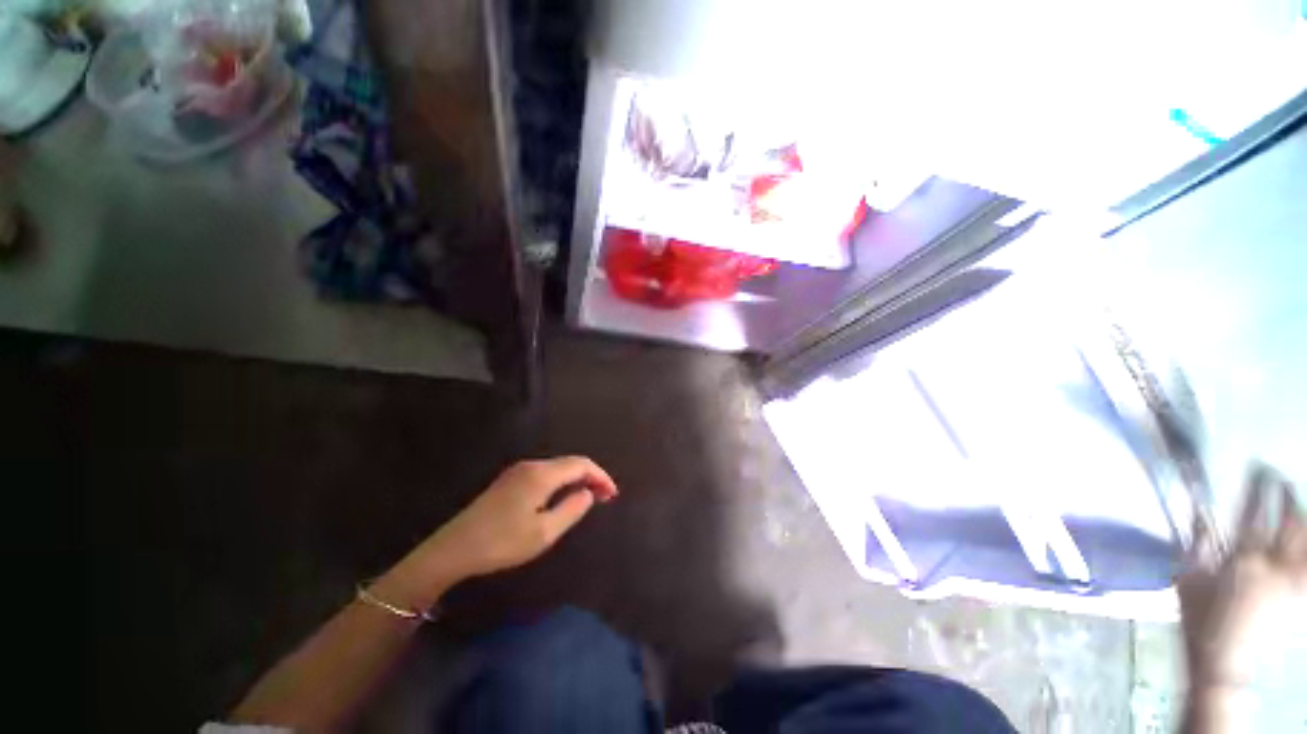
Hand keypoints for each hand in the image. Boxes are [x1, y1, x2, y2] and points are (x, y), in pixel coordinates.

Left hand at [428, 457, 617, 578]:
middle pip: (570, 463)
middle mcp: (532, 465)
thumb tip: (588, 493)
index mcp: (542, 474)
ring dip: (577, 479)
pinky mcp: (510, 480)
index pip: (581, 465)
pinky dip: (562, 481)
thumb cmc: (502, 543)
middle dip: (591, 476)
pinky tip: (563, 496)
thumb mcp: (544, 533)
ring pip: (558, 467)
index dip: (600, 476)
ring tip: (589, 498)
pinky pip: (546, 473)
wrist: (454, 549)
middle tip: (605, 497)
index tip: (613, 494)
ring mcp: (518, 471)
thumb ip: (572, 509)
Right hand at [1177, 466, 1305, 690]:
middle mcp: (1272, 564)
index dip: (1258, 489)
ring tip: (1298, 504)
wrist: (1222, 657)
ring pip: (1303, 543)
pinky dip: (1306, 550)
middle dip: (1286, 499)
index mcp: (1242, 558)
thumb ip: (1196, 542)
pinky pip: (1306, 565)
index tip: (1260, 468)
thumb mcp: (1187, 577)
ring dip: (1302, 520)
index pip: (1252, 513)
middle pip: (1286, 525)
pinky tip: (1303, 544)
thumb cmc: (1199, 614)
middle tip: (1283, 479)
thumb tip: (1201, 510)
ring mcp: (1288, 581)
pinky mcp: (1296, 594)